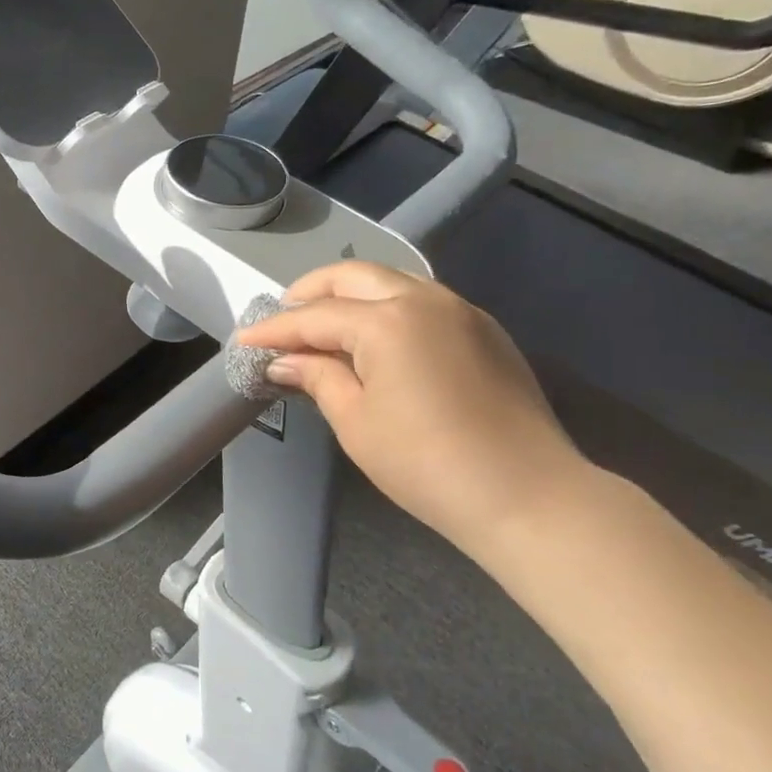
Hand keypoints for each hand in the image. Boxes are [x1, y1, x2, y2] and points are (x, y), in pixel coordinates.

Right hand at [237, 261, 586, 553]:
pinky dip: (387, 308)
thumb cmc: (426, 464)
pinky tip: (375, 338)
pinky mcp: (484, 330)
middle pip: (353, 276)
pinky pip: (422, 301)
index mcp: (387, 321)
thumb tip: (286, 360)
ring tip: (324, 325)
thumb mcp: (356, 423)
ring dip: (350, 295)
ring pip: (391, 281)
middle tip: (283, 319)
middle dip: (310, 292)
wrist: (527, 495)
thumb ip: (318, 377)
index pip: (315, 316)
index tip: (244, 340)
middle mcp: (424, 299)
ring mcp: (461, 310)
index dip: (274, 329)